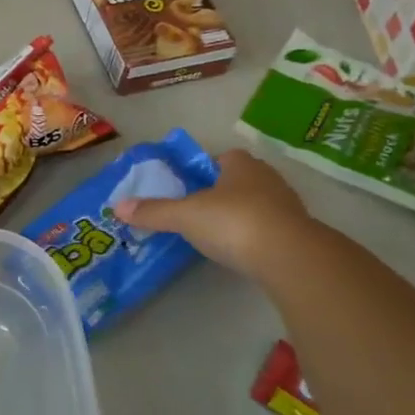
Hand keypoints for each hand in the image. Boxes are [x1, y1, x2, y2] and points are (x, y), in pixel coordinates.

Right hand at [112, 147, 323, 285]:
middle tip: (198, 213)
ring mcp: (286, 204)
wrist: (289, 256)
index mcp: (240, 164)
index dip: (204, 171)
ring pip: (256, 204)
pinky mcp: (297, 232)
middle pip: (238, 180)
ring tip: (217, 235)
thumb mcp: (185, 216)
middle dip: (221, 193)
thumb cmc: (233, 222)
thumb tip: (117, 207)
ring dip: (240, 215)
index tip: (188, 189)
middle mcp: (266, 177)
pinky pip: (270, 228)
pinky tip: (241, 251)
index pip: (220, 158)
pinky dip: (255, 236)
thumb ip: (154, 212)